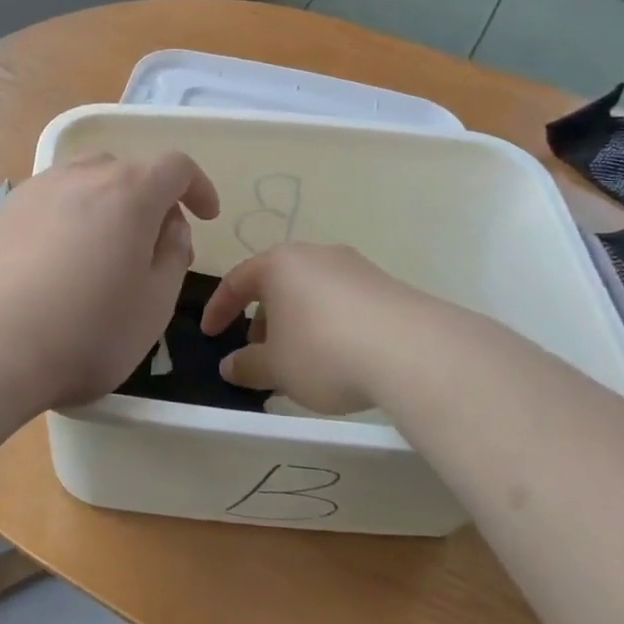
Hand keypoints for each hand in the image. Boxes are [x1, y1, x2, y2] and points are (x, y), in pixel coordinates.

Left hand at [0, 152, 219, 411]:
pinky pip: (51, 200)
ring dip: (108, 204)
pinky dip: (70, 216)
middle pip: (127, 170)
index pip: (175, 167)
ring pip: (85, 181)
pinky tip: (61, 260)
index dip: (198, 187)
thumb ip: (173, 254)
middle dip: (151, 199)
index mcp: (128, 192)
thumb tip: (169, 227)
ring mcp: (36, 191)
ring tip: (106, 250)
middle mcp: (80, 176)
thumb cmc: (86, 332)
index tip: (206, 216)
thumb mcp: (154, 304)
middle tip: (154, 246)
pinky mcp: (3, 213)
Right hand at [201, 244, 447, 416]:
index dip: (218, 310)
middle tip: (259, 353)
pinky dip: (328, 325)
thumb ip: (247, 366)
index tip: (209, 335)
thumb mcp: (276, 368)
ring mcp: (355, 268)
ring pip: (311, 293)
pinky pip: (343, 303)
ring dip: (296, 324)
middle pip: (276, 284)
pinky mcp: (386, 286)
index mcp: (279, 264)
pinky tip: (338, 358)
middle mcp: (315, 255)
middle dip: (262, 319)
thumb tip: (229, 366)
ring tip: (299, 361)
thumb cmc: (324, 351)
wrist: (413, 351)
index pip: (236, 281)